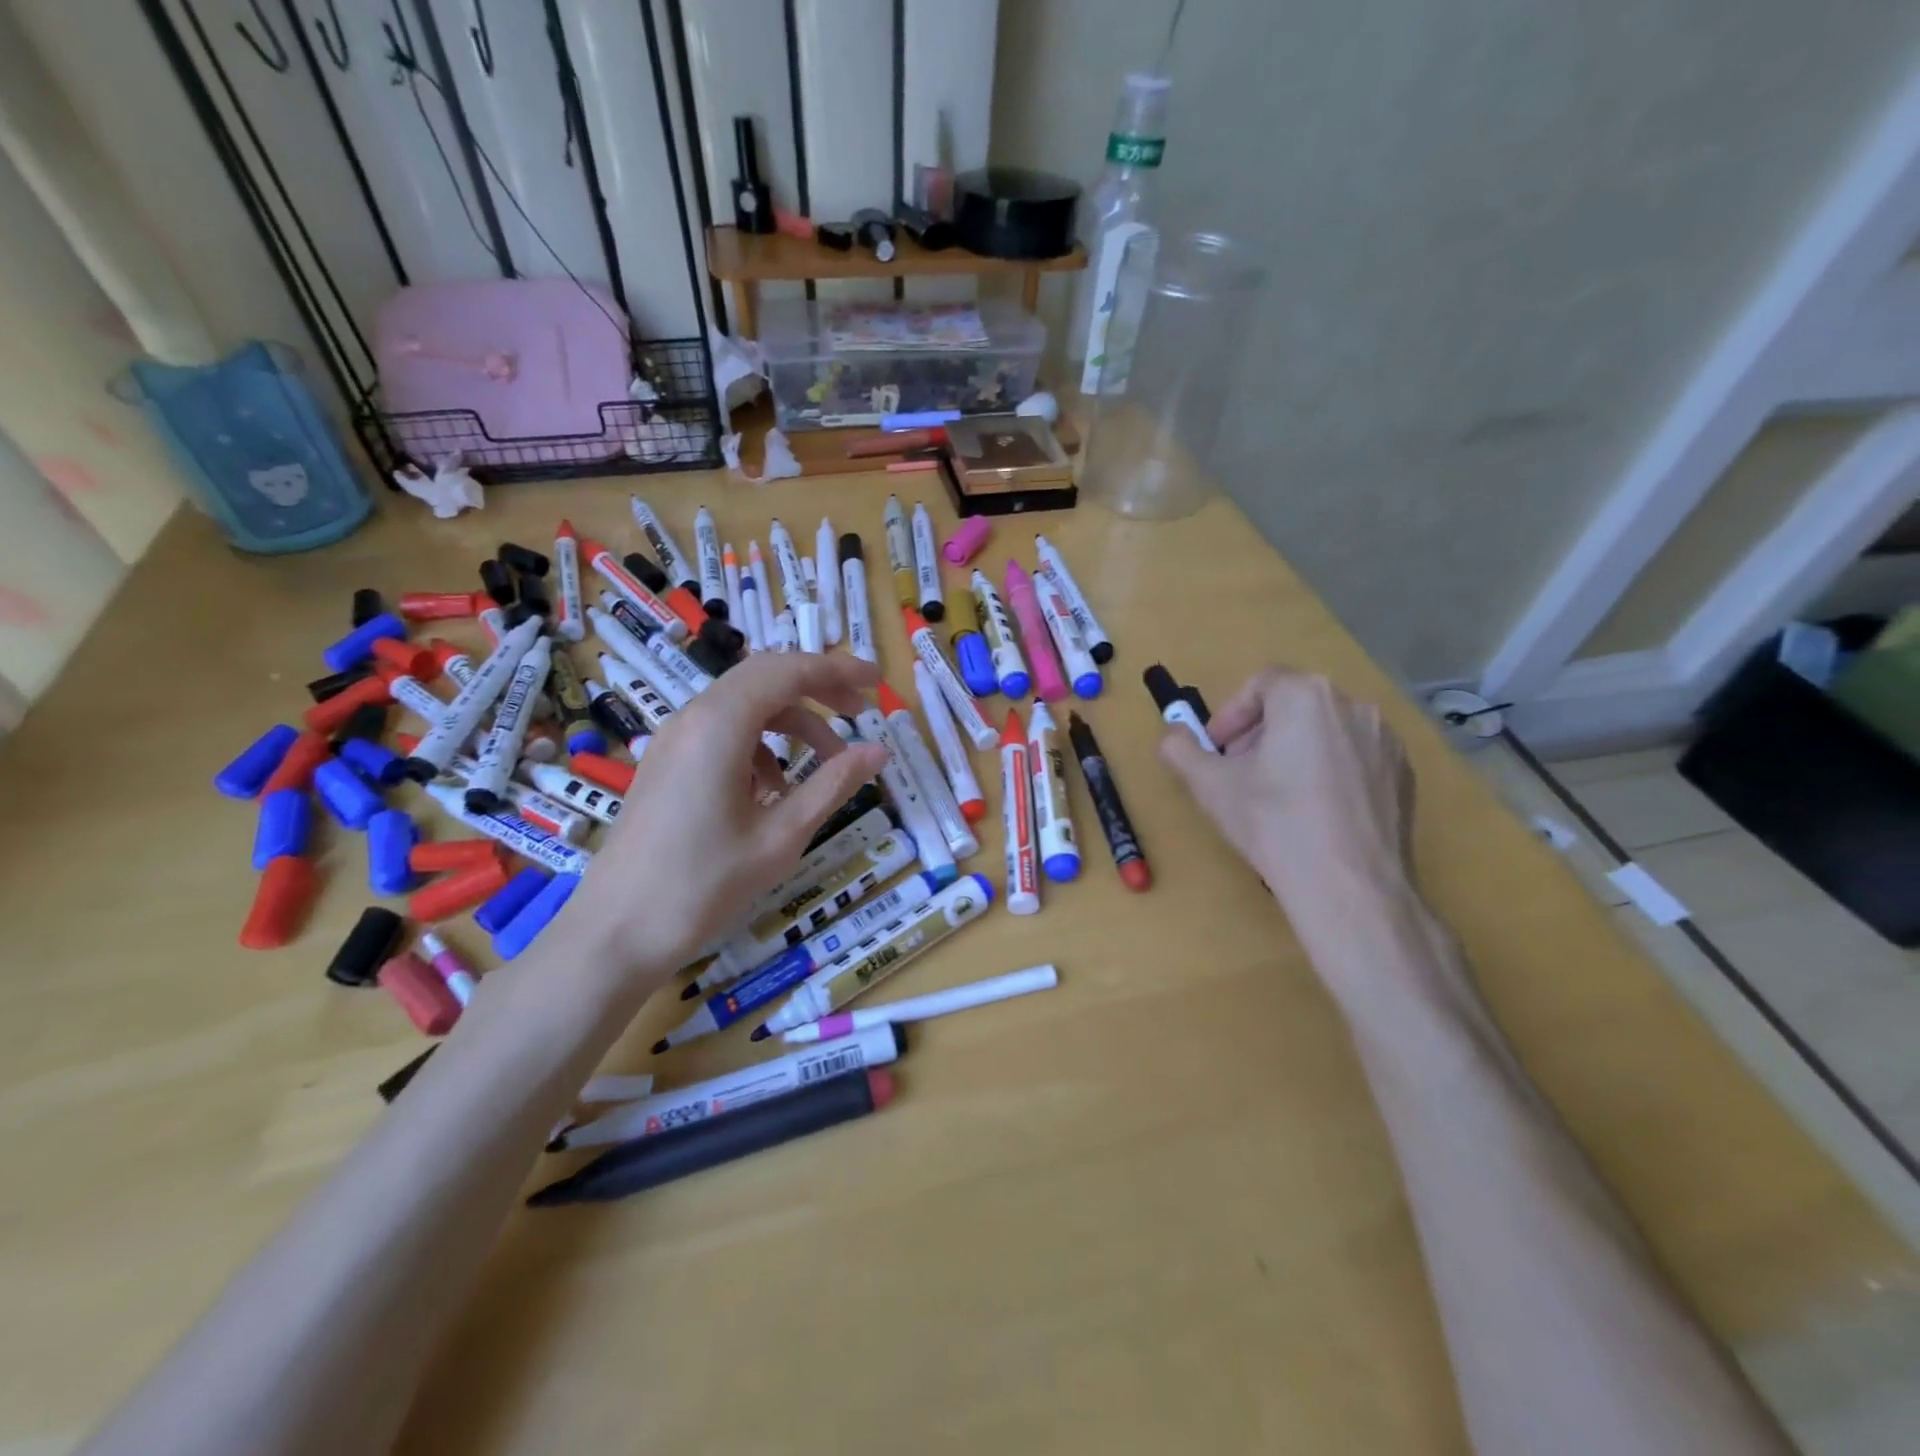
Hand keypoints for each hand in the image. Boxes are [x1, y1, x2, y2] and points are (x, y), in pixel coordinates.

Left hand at [556, 653, 888, 985]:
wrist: (616, 932)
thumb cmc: (704, 885)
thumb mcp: (781, 836)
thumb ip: (832, 785)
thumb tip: (877, 751)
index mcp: (720, 725)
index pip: (788, 672)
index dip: (837, 670)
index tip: (876, 682)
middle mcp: (693, 718)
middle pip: (765, 678)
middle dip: (817, 689)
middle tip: (860, 713)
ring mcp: (674, 740)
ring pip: (744, 706)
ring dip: (791, 723)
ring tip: (827, 764)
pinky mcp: (666, 764)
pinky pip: (722, 732)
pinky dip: (761, 745)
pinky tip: (776, 790)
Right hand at [1158, 668, 1415, 921]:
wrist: (1349, 886)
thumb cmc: (1273, 824)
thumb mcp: (1210, 785)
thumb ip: (1180, 750)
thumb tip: (1171, 737)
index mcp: (1305, 696)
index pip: (1259, 685)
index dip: (1230, 716)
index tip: (1216, 751)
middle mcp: (1352, 705)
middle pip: (1293, 705)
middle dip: (1259, 734)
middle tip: (1240, 773)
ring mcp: (1385, 739)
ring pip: (1325, 731)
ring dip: (1294, 751)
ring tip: (1277, 796)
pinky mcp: (1404, 774)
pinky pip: (1355, 758)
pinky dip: (1330, 772)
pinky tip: (1315, 813)